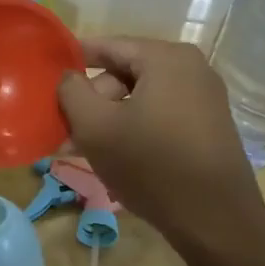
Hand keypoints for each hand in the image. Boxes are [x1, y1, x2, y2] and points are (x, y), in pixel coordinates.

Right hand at [57, 37, 264, 250]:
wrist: (215, 220)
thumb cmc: (151, 165)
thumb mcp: (96, 127)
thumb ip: (72, 92)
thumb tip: (69, 76)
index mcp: (166, 57)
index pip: (108, 46)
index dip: (75, 59)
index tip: (49, 77)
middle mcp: (192, 68)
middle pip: (125, 73)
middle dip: (93, 101)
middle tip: (67, 131)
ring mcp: (205, 97)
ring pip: (142, 98)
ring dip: (111, 120)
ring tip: (84, 149)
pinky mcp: (210, 126)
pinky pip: (161, 115)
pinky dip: (136, 129)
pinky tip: (117, 157)